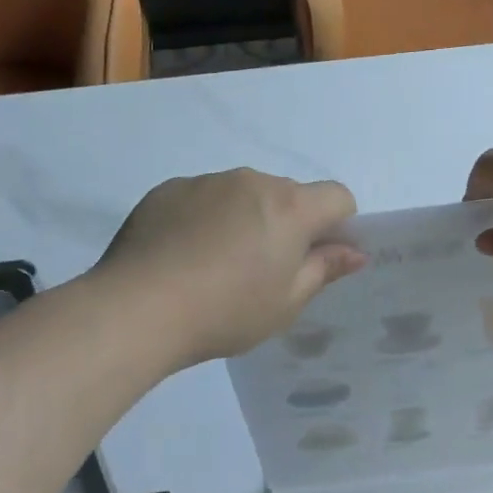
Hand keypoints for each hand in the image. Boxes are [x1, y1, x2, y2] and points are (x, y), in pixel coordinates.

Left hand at [97, 169, 365, 363]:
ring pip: (243, 194)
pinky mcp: (169, 189)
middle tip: (262, 270)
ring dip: (244, 218)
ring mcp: (207, 181)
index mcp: (290, 207)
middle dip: (287, 223)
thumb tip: (355, 251)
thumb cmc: (226, 311)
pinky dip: (205, 218)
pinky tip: (182, 256)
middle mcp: (253, 181)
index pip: (337, 196)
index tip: (316, 257)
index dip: (338, 224)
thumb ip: (324, 269)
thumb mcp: (286, 302)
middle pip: (288, 195)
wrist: (137, 308)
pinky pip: (203, 198)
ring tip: (214, 265)